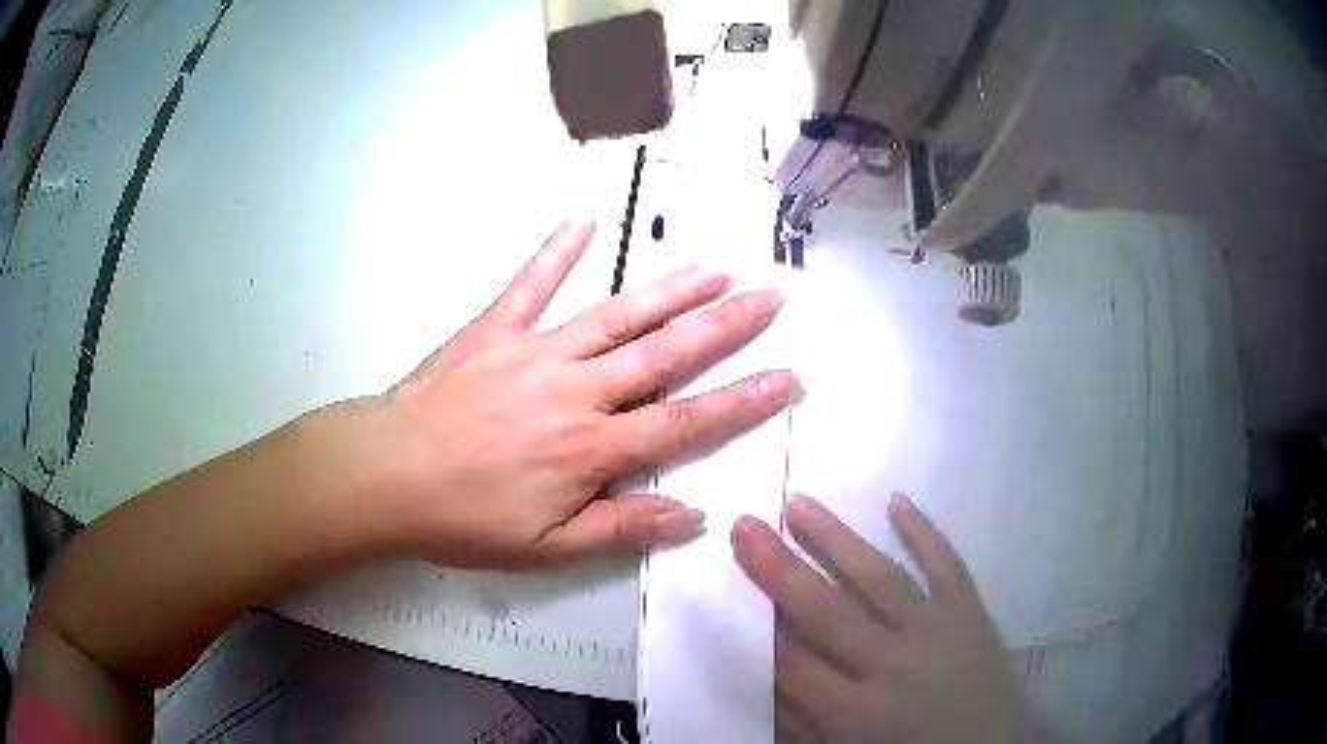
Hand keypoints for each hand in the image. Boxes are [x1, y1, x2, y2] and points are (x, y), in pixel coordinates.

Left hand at [375, 217, 798, 568]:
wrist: (385, 474)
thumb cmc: (464, 519)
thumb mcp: (547, 547)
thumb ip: (622, 527)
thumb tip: (694, 516)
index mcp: (591, 447)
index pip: (685, 423)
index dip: (741, 402)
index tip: (786, 377)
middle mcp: (576, 389)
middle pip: (663, 354)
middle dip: (723, 327)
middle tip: (768, 297)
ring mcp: (534, 350)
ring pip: (615, 314)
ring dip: (668, 289)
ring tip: (713, 266)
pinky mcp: (494, 329)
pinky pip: (530, 283)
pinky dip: (557, 249)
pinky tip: (584, 216)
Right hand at [733, 494, 1043, 742]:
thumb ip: (804, 726)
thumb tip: (766, 682)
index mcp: (857, 713)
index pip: (794, 664)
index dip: (757, 625)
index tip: (725, 582)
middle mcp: (894, 665)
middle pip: (829, 612)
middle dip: (781, 569)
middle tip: (745, 523)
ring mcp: (939, 632)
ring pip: (882, 578)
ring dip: (838, 539)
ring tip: (800, 503)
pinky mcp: (971, 614)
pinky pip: (949, 566)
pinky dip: (925, 532)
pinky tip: (897, 501)